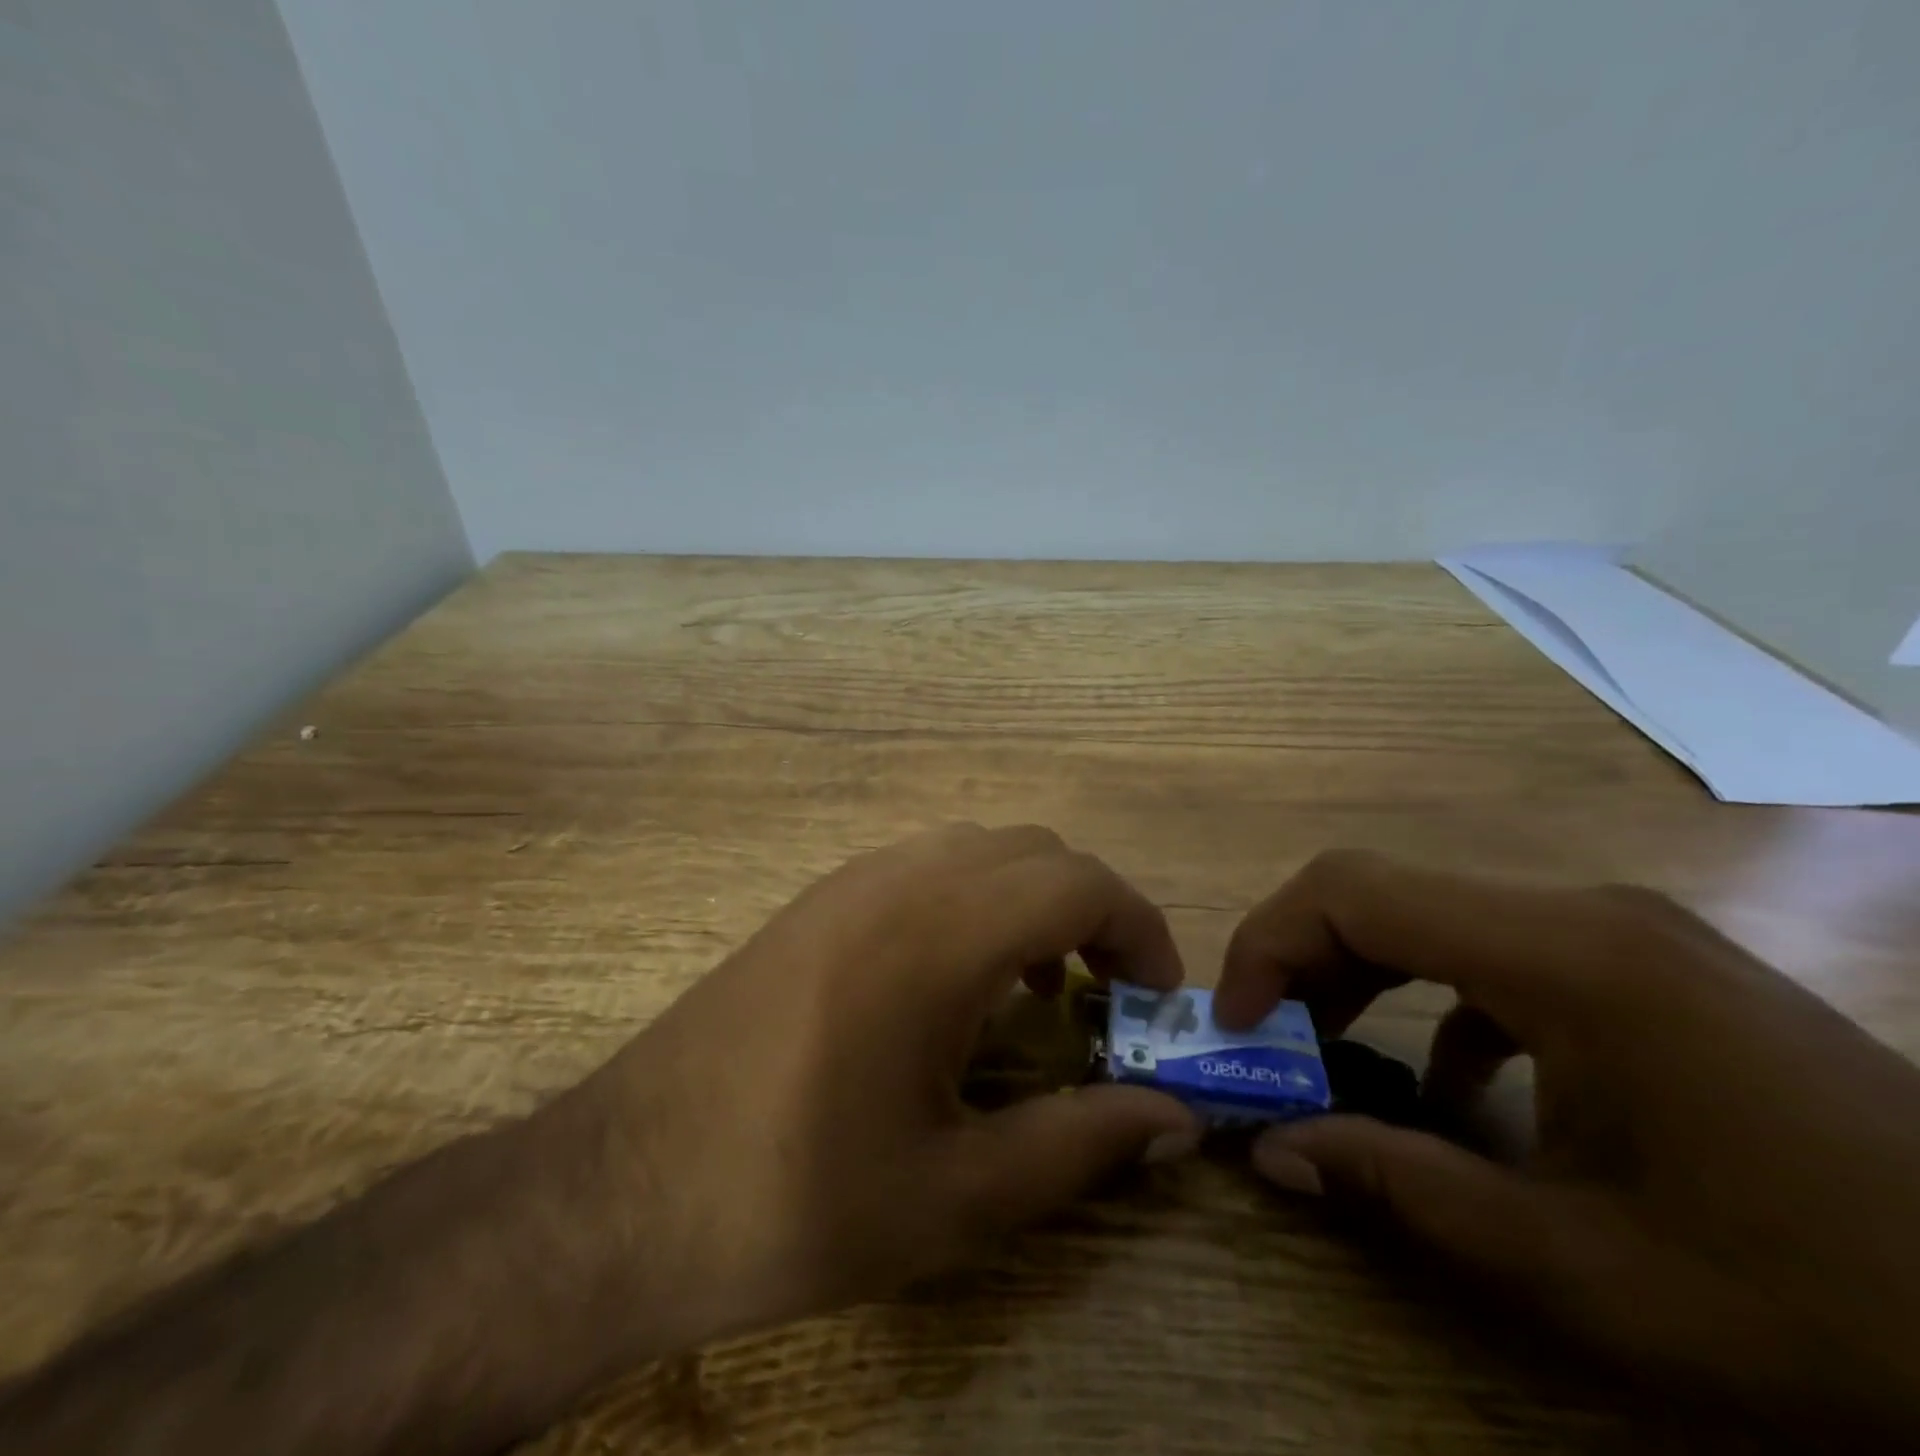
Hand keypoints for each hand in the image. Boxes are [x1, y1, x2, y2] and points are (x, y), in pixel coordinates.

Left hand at [553, 824, 1199, 1355]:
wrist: (620, 1191)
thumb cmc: (795, 1199)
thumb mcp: (956, 1197)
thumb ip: (1080, 1145)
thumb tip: (1175, 1119)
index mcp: (938, 935)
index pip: (1077, 882)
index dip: (1139, 930)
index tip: (1156, 1001)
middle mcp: (897, 880)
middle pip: (1034, 852)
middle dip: (1090, 911)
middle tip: (1105, 999)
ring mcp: (848, 881)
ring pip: (978, 850)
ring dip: (1029, 902)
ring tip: (1034, 993)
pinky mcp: (815, 901)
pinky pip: (925, 867)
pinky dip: (973, 901)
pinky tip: (954, 984)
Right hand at [1217, 851, 1919, 1439]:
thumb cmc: (1821, 1303)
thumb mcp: (1584, 1269)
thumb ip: (1404, 1187)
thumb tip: (1273, 1151)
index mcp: (1564, 956)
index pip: (1354, 892)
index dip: (1268, 943)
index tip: (1234, 1023)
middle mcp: (1580, 912)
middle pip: (1382, 892)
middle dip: (1299, 959)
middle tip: (1265, 1042)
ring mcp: (1617, 931)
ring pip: (1430, 915)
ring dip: (1358, 975)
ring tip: (1328, 1054)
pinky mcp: (1641, 962)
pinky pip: (1493, 951)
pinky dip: (1434, 999)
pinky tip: (1453, 1087)